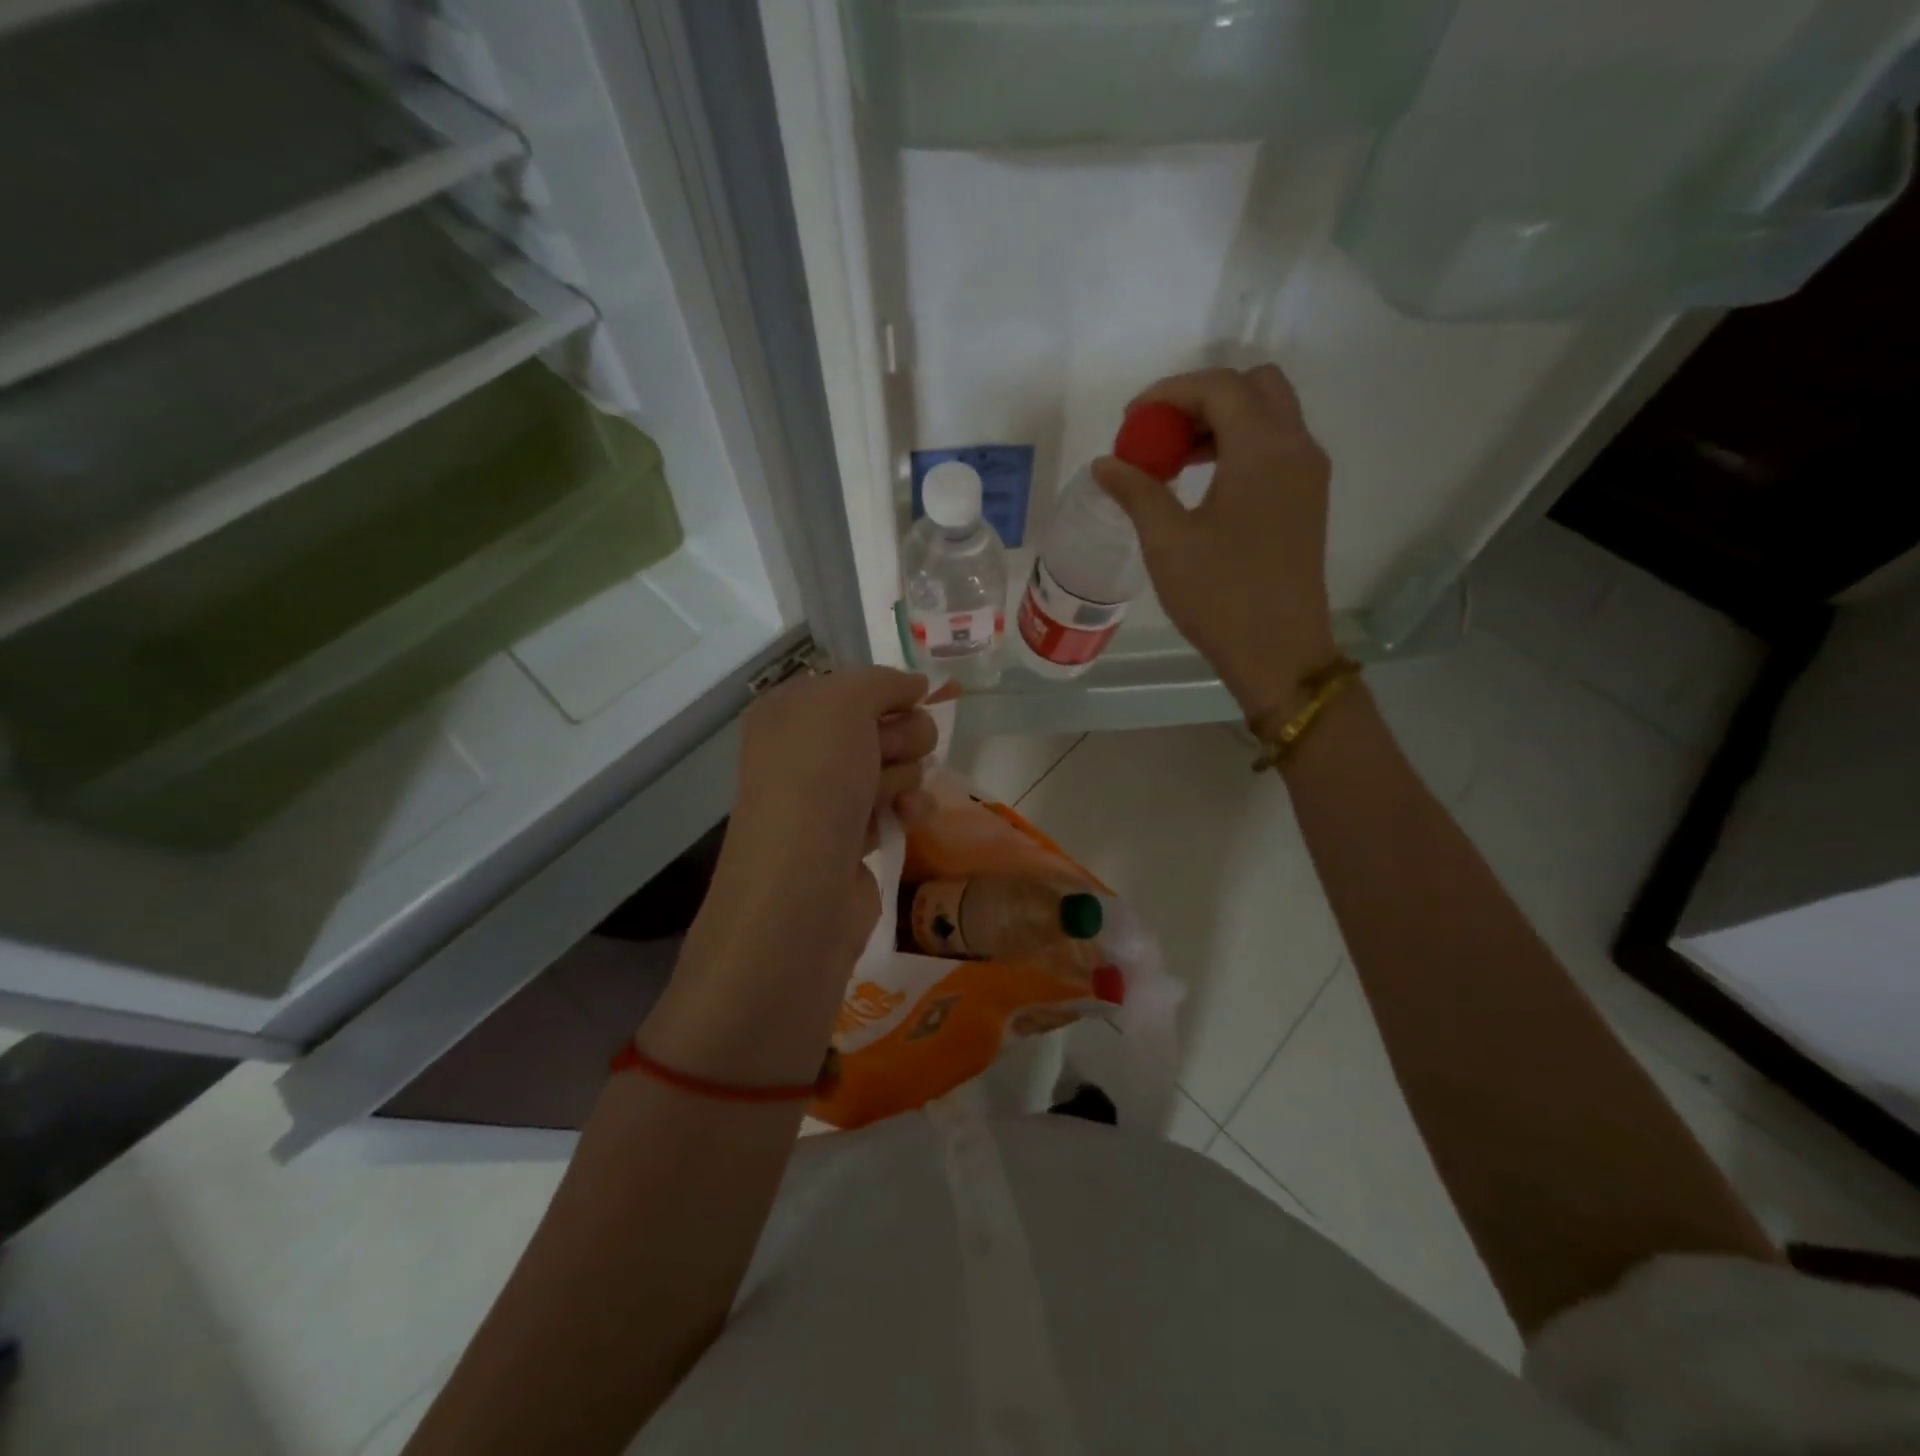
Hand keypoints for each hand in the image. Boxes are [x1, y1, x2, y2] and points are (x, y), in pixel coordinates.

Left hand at [711, 666, 934, 975]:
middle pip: (884, 724)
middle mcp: (806, 751)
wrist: (802, 883)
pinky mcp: (854, 837)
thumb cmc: (816, 779)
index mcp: (789, 711)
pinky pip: (898, 806)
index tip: (907, 702)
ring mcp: (829, 797)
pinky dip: (909, 810)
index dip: (887, 693)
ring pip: (897, 765)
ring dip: (904, 776)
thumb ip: (883, 681)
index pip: (856, 685)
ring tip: (886, 799)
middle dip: (900, 737)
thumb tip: (916, 684)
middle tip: (887, 754)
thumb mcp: (844, 703)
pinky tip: (907, 819)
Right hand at [1094, 366, 1336, 727]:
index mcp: (1262, 450)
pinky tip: (1203, 483)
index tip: (1131, 420)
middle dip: (1202, 398)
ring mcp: (1308, 474)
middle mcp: (1296, 447)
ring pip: (1269, 415)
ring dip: (1221, 421)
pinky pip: (1276, 447)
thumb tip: (1106, 463)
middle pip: (1254, 386)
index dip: (1169, 392)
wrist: (1280, 652)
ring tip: (1173, 461)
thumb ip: (1136, 491)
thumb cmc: (1220, 596)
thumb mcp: (1167, 542)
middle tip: (1160, 433)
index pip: (1218, 387)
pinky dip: (1240, 445)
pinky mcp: (1308, 500)